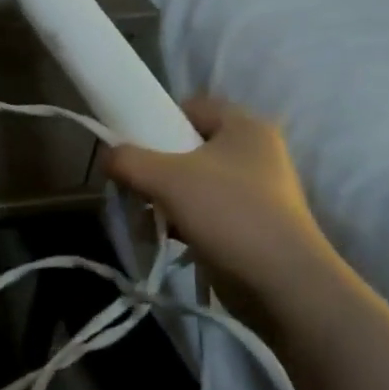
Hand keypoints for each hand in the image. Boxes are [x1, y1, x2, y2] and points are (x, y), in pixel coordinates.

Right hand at [105, 95, 339, 311]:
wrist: (282, 282)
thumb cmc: (227, 213)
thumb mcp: (166, 178)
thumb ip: (127, 160)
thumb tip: (106, 156)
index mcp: (245, 127)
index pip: (191, 107)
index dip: (158, 119)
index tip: (134, 145)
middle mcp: (255, 152)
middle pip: (188, 145)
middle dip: (155, 165)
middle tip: (134, 182)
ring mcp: (256, 190)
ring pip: (193, 180)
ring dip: (163, 196)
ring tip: (144, 214)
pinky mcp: (251, 223)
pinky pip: (204, 209)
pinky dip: (180, 219)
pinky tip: (163, 234)